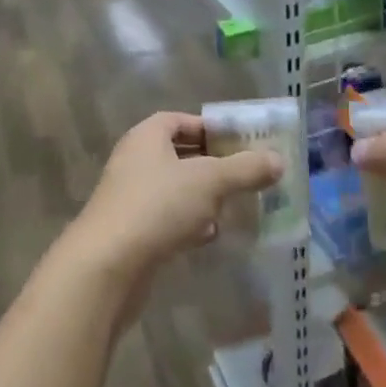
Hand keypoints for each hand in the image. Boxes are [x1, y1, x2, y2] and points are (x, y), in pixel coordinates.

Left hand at [66, 112, 282, 285]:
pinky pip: (166, 218)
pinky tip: (209, 235)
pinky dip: (188, 223)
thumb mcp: (209, 181)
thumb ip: (245, 169)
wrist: (107, 265)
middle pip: (179, 155)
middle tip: (245, 175)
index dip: (209, 128)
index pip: (179, 121)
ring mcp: (130, 197)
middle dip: (212, 165)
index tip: (239, 142)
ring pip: (175, 189)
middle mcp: (135, 161)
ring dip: (203, 197)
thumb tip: (278, 160)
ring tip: (233, 206)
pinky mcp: (132, 231)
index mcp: (146, 137)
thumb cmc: (158, 206)